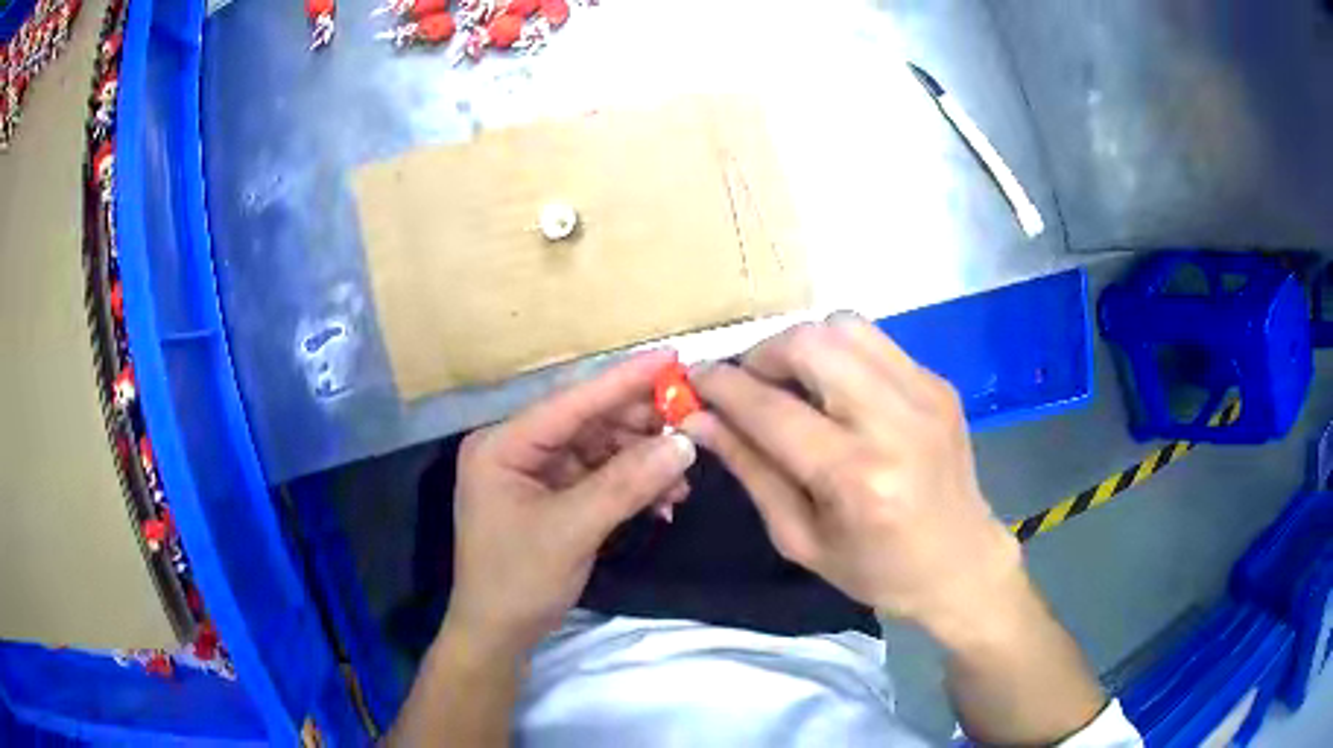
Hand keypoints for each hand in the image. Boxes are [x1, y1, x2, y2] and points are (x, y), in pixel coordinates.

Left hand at [446, 350, 696, 654]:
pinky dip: (631, 486)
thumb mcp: (572, 531)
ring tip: (682, 481)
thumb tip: (684, 443)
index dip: (623, 379)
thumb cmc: (519, 581)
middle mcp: (517, 449)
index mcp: (503, 444)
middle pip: (588, 422)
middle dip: (640, 429)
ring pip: (600, 450)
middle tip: (691, 428)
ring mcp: (535, 473)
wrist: (498, 635)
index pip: (571, 402)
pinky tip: (663, 501)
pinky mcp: (552, 496)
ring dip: (642, 463)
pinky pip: (599, 477)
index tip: (671, 358)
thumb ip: (627, 484)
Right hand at [680, 315, 1022, 646]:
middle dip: (762, 354)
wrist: (960, 562)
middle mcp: (895, 421)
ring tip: (790, 383)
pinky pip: (873, 341)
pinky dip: (838, 353)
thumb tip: (699, 419)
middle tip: (747, 385)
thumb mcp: (800, 538)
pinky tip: (834, 389)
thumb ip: (751, 469)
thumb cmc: (876, 569)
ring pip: (843, 326)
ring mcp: (924, 393)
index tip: (693, 379)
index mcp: (857, 477)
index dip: (723, 387)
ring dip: (801, 345)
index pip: (772, 409)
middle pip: (810, 343)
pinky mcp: (938, 382)